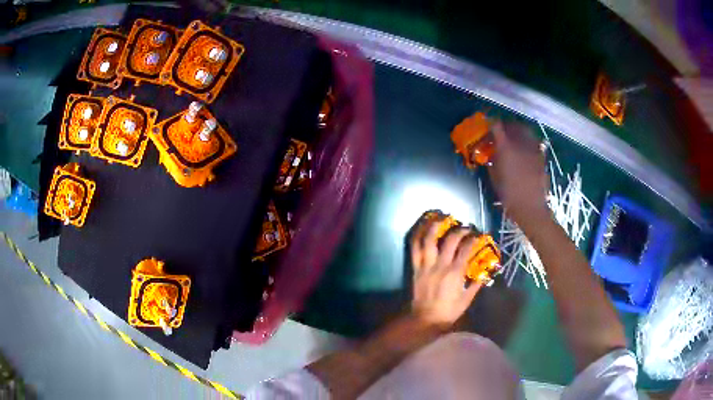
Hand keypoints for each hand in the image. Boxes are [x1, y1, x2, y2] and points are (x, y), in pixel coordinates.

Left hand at [409, 220, 481, 327]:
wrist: (425, 320)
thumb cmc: (448, 311)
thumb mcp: (467, 300)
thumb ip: (476, 284)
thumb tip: (485, 272)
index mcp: (454, 274)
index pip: (466, 250)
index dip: (474, 239)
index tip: (479, 235)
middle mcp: (439, 266)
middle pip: (449, 241)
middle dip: (459, 230)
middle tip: (465, 226)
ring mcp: (425, 265)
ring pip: (428, 240)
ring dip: (435, 226)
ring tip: (442, 217)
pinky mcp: (415, 268)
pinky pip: (414, 248)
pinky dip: (417, 235)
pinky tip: (422, 227)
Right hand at [488, 121, 548, 224]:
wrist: (531, 207)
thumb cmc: (509, 195)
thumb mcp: (495, 177)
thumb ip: (493, 161)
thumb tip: (492, 153)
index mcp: (506, 148)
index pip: (496, 127)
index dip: (491, 123)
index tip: (488, 124)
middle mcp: (520, 144)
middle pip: (513, 125)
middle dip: (507, 125)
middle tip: (502, 129)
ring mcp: (532, 149)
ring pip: (526, 131)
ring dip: (519, 130)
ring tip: (515, 136)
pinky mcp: (541, 156)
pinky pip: (534, 142)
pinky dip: (528, 141)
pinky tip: (525, 148)